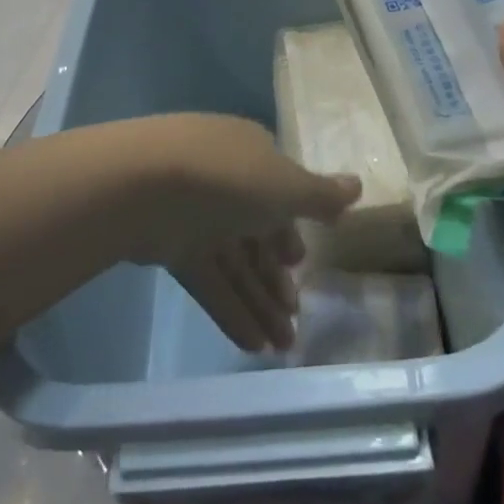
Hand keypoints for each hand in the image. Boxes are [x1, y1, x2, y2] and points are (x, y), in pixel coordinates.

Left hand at [121, 115, 360, 353]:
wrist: (145, 185)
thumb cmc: (228, 177)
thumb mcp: (286, 185)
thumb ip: (321, 195)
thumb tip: (358, 186)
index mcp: (252, 156)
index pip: (278, 194)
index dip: (292, 230)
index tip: (302, 264)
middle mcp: (225, 182)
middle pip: (257, 234)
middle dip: (277, 277)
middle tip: (297, 318)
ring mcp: (196, 214)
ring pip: (235, 261)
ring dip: (259, 301)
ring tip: (284, 347)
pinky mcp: (172, 245)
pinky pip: (209, 279)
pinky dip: (231, 309)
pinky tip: (254, 345)